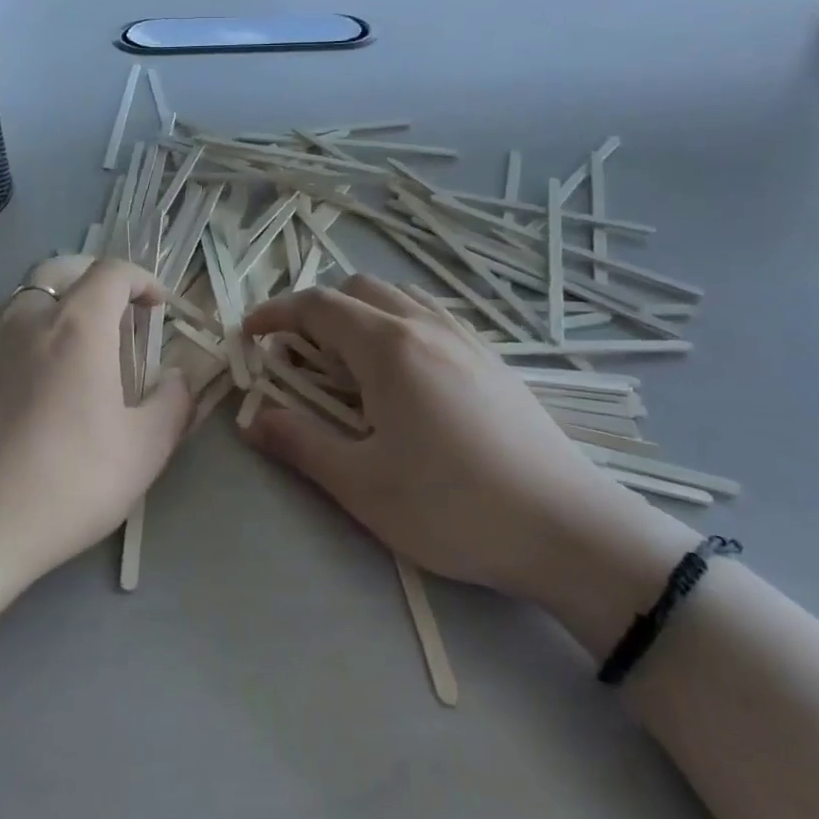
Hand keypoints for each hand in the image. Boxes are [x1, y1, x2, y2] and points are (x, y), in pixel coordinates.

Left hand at [0, 255, 195, 593]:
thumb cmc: (65, 484)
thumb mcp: (143, 451)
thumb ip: (172, 403)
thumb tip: (177, 377)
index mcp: (77, 326)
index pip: (112, 272)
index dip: (141, 279)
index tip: (157, 306)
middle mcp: (28, 317)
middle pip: (62, 269)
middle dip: (96, 279)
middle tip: (117, 313)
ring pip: (26, 295)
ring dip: (59, 302)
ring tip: (76, 346)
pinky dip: (27, 331)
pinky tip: (33, 379)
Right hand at [240, 276, 680, 601]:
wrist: (568, 530)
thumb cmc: (452, 507)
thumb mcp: (361, 484)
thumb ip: (299, 443)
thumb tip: (251, 420)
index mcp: (388, 347)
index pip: (317, 306)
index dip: (276, 314)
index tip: (250, 334)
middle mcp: (425, 327)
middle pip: (358, 289)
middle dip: (316, 310)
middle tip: (298, 355)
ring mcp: (466, 339)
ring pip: (398, 299)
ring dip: (359, 314)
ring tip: (347, 362)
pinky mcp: (492, 360)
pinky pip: (430, 317)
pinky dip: (396, 324)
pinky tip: (402, 375)